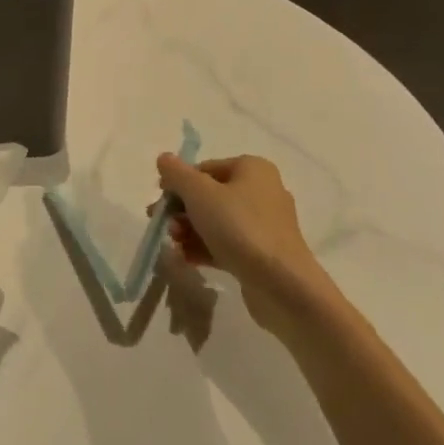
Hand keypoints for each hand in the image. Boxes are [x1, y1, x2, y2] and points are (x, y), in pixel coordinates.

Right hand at [156, 152, 337, 334]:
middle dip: (182, 210)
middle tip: (162, 225)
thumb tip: (164, 158)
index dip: (178, 183)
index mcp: (252, 169)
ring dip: (189, 231)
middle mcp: (262, 192)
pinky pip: (227, 244)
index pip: (205, 169)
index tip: (160, 201)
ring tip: (173, 244)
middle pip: (209, 196)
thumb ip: (177, 174)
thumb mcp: (199, 193)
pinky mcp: (262, 254)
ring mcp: (264, 226)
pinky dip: (204, 248)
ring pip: (216, 222)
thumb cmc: (239, 227)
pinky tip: (184, 259)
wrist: (282, 285)